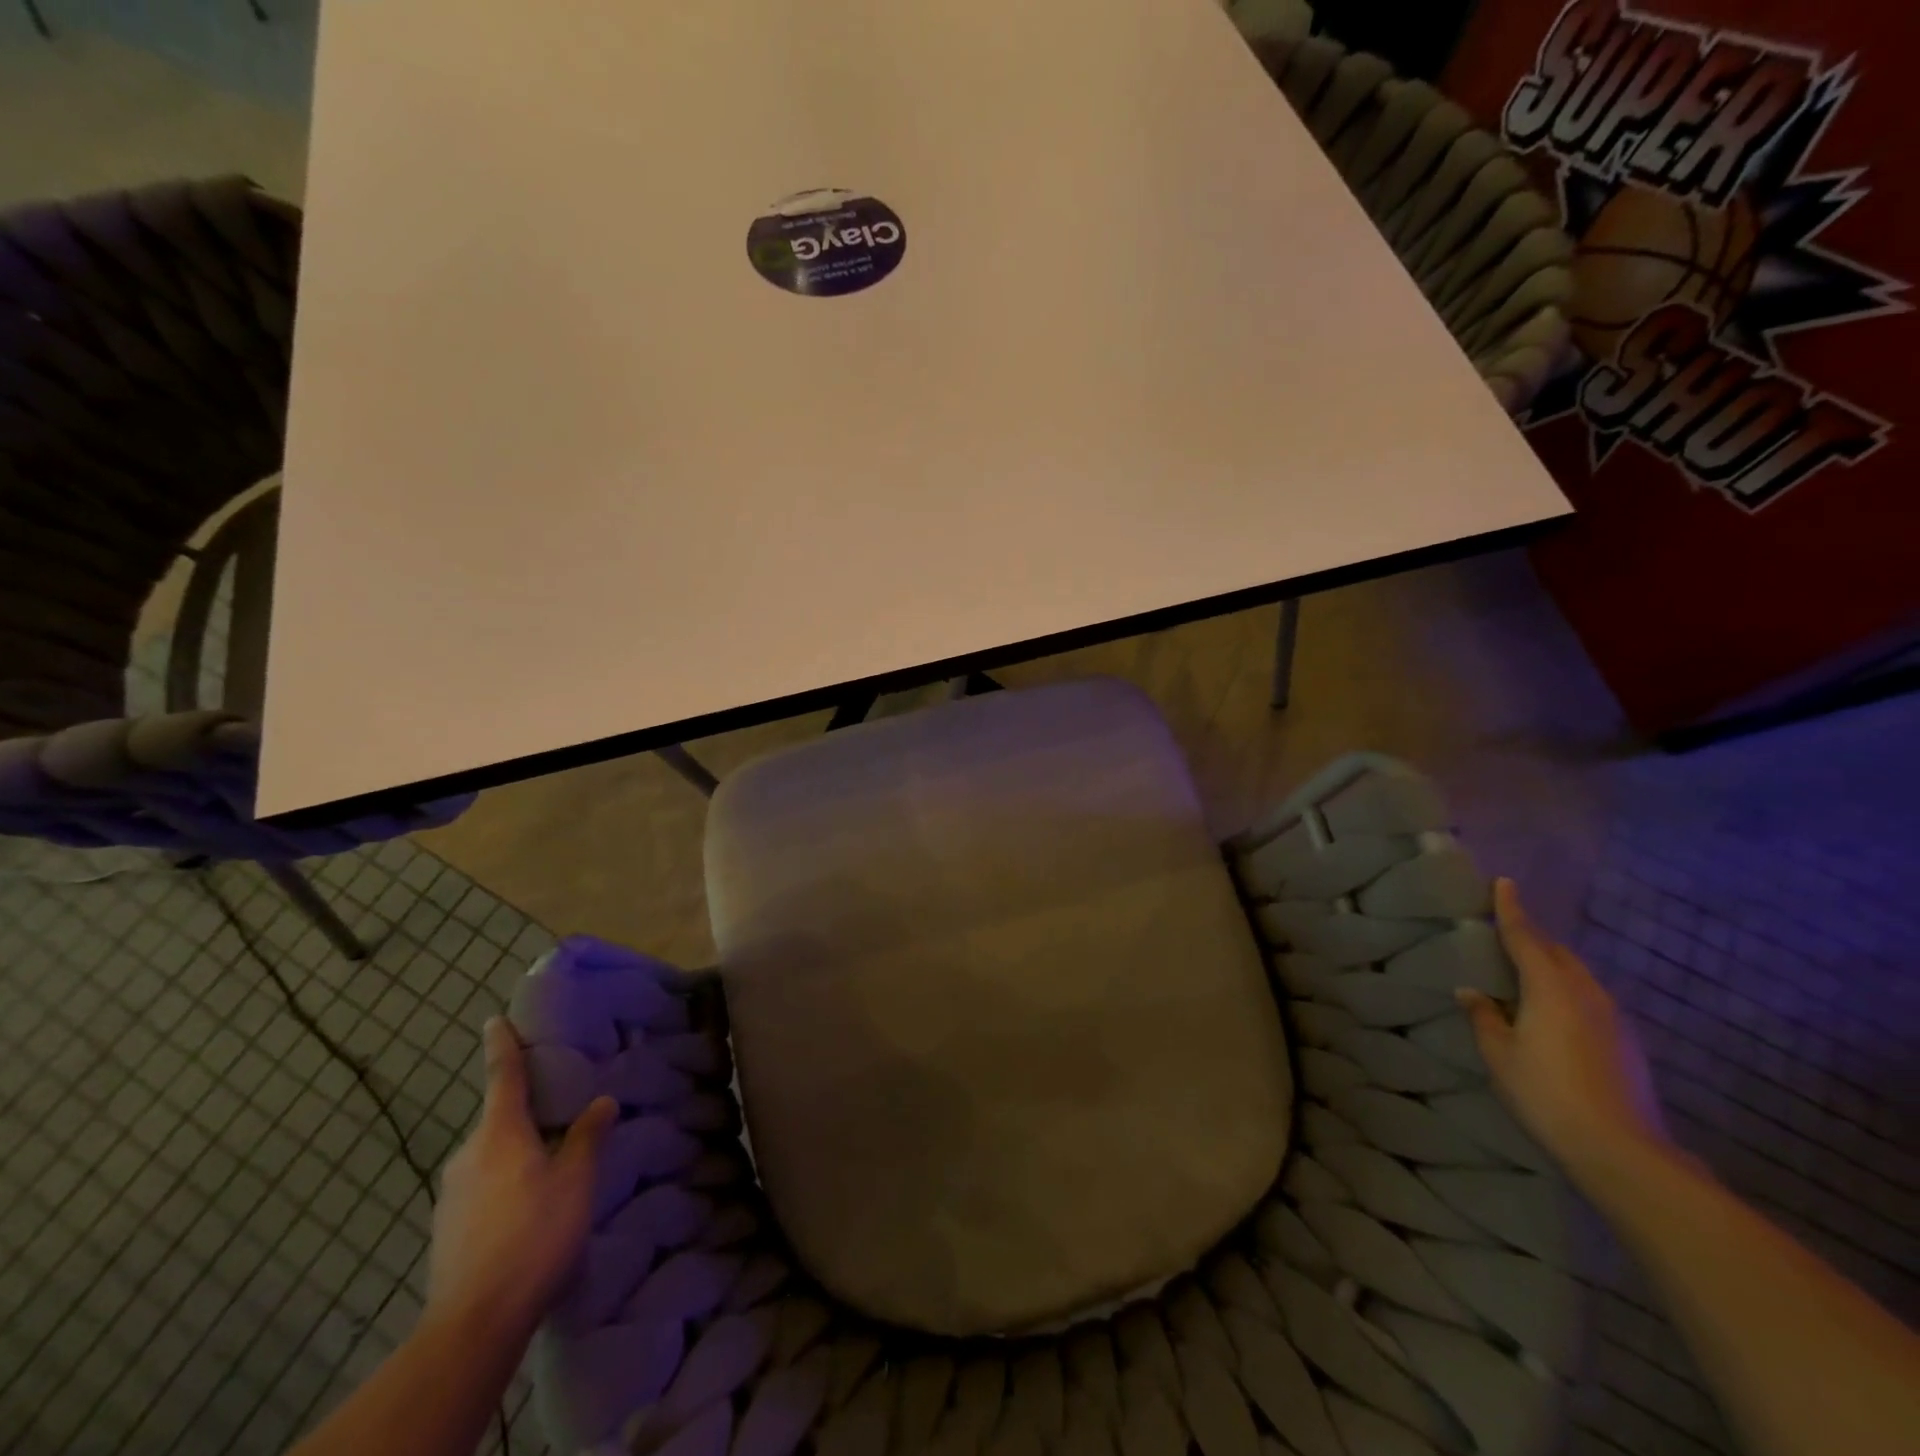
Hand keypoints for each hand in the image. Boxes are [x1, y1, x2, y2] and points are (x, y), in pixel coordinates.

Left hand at [426, 1019, 616, 1338]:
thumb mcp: (576, 1181)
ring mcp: (451, 1195)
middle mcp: (468, 1155)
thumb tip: (602, 1102)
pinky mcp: (447, 1230)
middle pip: (498, 1119)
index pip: (502, 1075)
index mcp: (499, 1133)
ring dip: (516, 1152)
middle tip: (556, 1108)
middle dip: (523, 1111)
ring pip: (490, 1156)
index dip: (501, 1045)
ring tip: (549, 1166)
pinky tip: (527, 1209)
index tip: (494, 1020)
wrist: (474, 1323)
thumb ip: (587, 1137)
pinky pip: (481, 1187)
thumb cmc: (533, 1234)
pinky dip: (504, 1183)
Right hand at [1459, 878, 1669, 1189]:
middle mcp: (1586, 993)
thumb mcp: (1499, 1054)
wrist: (1622, 1151)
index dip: (1511, 910)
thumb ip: (1484, 1017)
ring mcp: (1614, 1019)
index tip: (1504, 882)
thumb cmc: (1546, 1093)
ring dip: (1554, 966)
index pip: (1526, 937)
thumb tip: (1471, 992)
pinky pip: (1592, 1000)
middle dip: (1535, 938)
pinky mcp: (1627, 1044)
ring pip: (1579, 976)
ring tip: (1530, 970)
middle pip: (1558, 953)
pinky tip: (1557, 1012)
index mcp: (1550, 988)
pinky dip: (1569, 991)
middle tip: (1510, 931)